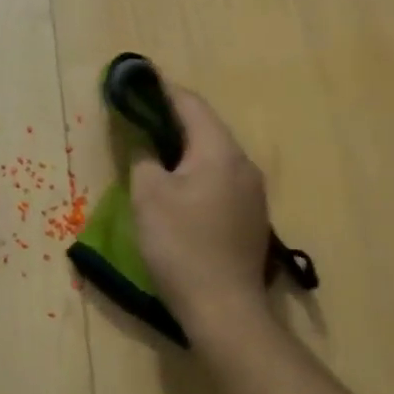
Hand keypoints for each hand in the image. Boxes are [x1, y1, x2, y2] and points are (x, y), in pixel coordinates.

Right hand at [130, 84, 273, 336]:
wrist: (225, 310)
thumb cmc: (181, 245)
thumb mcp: (148, 196)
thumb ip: (144, 160)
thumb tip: (146, 148)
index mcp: (220, 151)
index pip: (191, 104)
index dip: (163, 90)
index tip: (139, 83)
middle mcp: (244, 165)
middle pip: (206, 128)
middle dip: (173, 120)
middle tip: (140, 118)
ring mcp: (253, 193)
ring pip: (214, 156)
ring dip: (185, 149)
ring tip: (155, 152)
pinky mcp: (251, 218)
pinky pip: (221, 180)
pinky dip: (197, 173)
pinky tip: (179, 189)